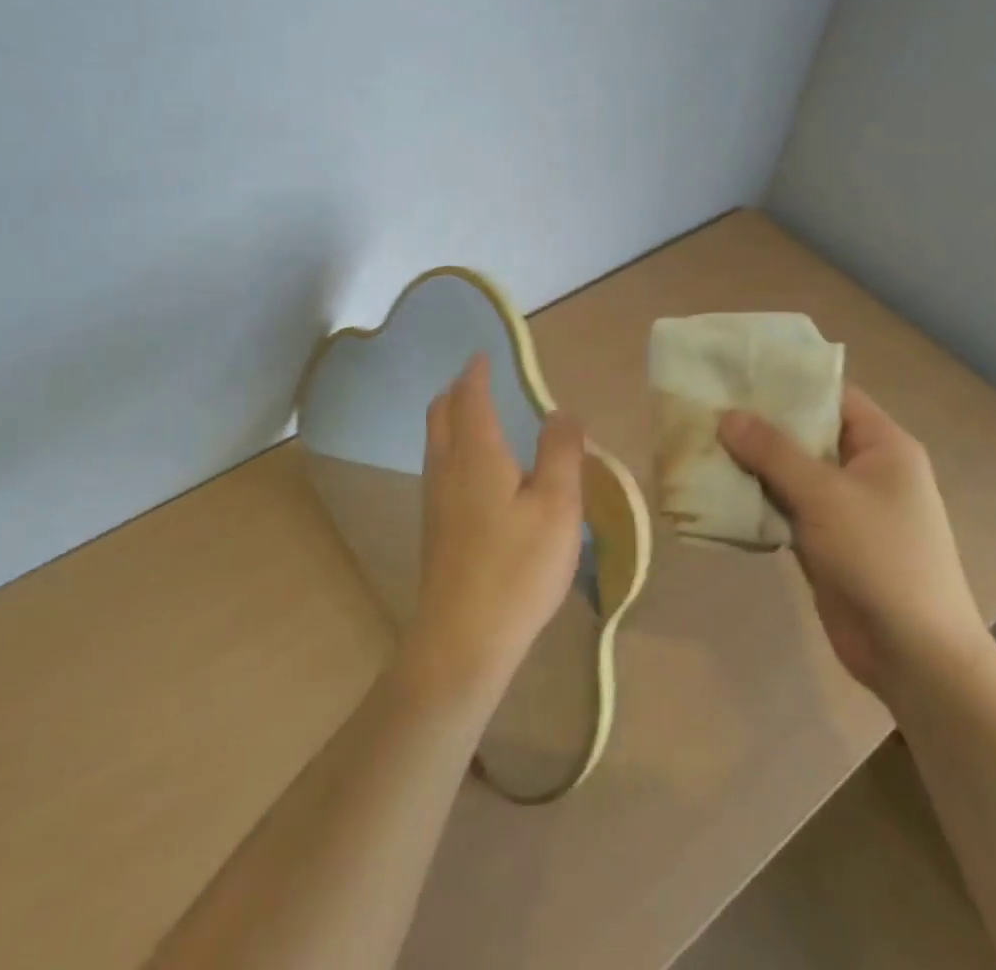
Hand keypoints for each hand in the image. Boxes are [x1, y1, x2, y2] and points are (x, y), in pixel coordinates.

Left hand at [399, 355, 585, 709]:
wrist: (462, 638)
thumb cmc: (517, 568)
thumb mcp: (558, 507)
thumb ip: (561, 453)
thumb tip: (560, 411)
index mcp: (477, 453)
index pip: (470, 397)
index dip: (476, 373)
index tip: (483, 356)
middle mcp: (447, 467)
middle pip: (441, 413)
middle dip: (456, 391)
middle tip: (477, 381)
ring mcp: (434, 498)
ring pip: (436, 441)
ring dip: (451, 418)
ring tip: (476, 417)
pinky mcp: (434, 527)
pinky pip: (438, 466)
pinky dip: (452, 446)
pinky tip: (474, 470)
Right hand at [718, 384, 987, 701]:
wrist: (914, 655)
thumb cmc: (881, 559)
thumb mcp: (825, 496)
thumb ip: (773, 452)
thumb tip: (727, 415)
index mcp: (882, 446)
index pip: (830, 395)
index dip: (786, 380)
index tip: (736, 371)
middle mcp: (863, 468)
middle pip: (804, 431)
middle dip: (757, 422)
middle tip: (705, 406)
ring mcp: (843, 506)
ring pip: (789, 470)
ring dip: (750, 462)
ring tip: (699, 441)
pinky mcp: (824, 538)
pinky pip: (783, 504)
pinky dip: (754, 497)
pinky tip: (714, 487)